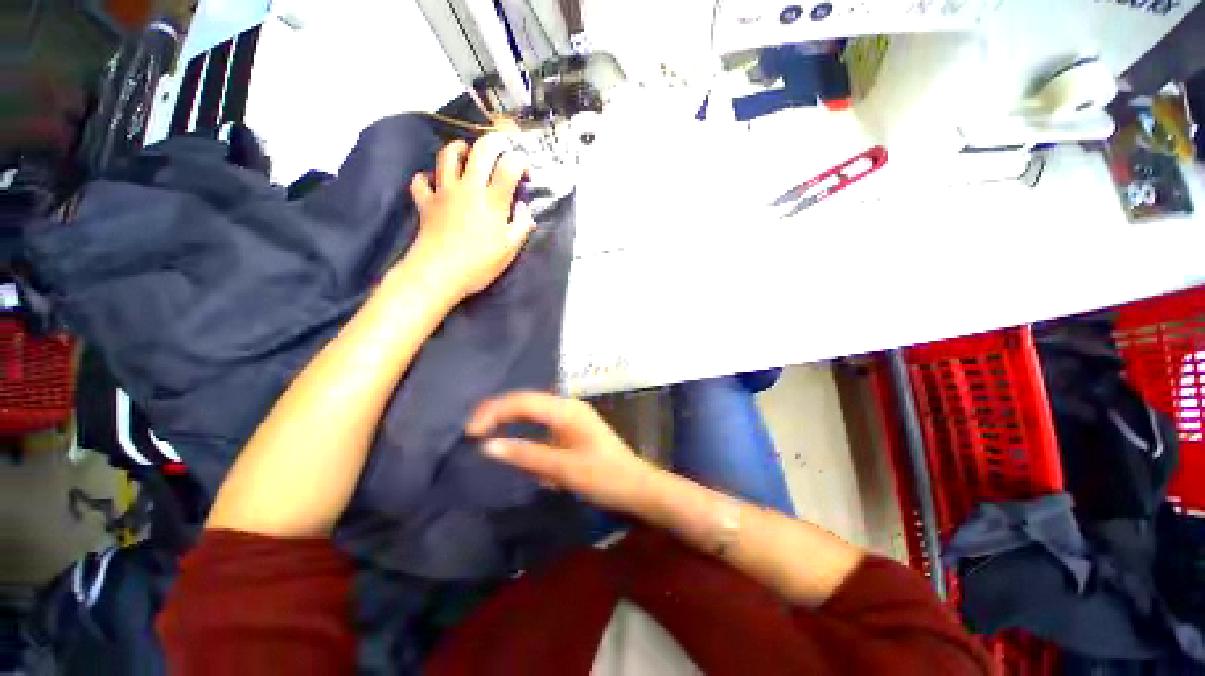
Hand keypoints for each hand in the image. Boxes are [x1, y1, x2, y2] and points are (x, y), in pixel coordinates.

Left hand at [403, 134, 535, 300]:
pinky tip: (436, 182)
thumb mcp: (510, 249)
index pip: (509, 167)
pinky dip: (428, 177)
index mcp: (492, 200)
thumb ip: (521, 225)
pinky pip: (421, 180)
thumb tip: (524, 208)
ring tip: (467, 153)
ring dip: (460, 148)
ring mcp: (443, 191)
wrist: (439, 274)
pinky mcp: (425, 201)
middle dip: (494, 141)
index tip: (525, 172)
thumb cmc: (479, 264)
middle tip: (502, 144)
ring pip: (448, 155)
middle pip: (480, 151)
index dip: (520, 162)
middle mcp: (468, 188)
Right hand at [467, 391, 660, 515]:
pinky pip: (543, 419)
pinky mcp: (574, 427)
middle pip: (527, 400)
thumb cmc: (603, 477)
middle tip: (472, 430)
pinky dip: (524, 425)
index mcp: (566, 410)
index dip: (494, 411)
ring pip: (534, 408)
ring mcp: (572, 415)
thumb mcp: (562, 469)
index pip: (522, 401)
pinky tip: (514, 436)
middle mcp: (568, 406)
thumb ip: (525, 455)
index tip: (470, 433)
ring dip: (510, 416)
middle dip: (498, 410)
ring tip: (485, 430)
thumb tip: (487, 446)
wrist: (637, 486)